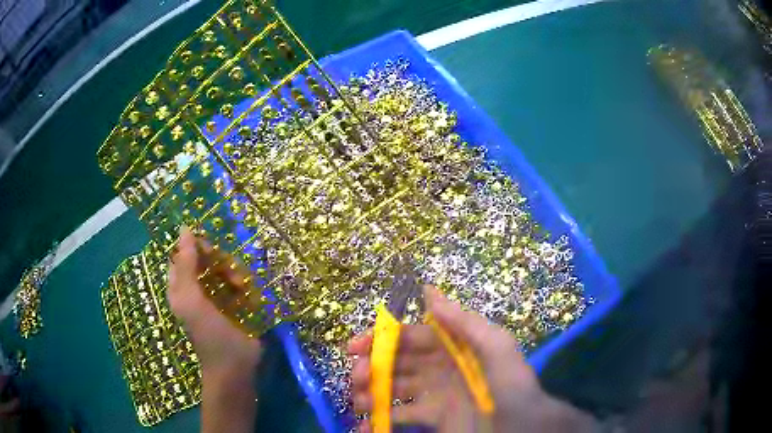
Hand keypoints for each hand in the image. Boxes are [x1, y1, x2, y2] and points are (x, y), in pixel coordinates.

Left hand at [169, 227, 262, 432]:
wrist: (235, 367)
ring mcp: (214, 297)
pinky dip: (242, 285)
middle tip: (229, 274)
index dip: (195, 247)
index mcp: (180, 286)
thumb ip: (186, 264)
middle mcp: (194, 288)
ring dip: (234, 273)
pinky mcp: (232, 305)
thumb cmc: (209, 334)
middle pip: (205, 259)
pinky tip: (248, 296)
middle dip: (219, 261)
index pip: (183, 253)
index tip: (211, 251)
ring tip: (241, 288)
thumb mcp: (191, 298)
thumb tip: (184, 228)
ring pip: (222, 269)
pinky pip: (236, 283)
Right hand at [349, 286, 598, 432]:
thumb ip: (464, 323)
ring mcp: (432, 395)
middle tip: (356, 378)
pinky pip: (400, 418)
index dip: (380, 339)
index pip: (408, 337)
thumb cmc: (511, 385)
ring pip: (392, 390)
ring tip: (357, 402)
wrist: (524, 427)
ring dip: (369, 393)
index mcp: (451, 347)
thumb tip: (429, 291)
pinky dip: (379, 422)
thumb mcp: (496, 348)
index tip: (353, 347)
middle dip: (370, 368)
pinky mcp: (432, 419)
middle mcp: (437, 369)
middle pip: (394, 364)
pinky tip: (364, 427)